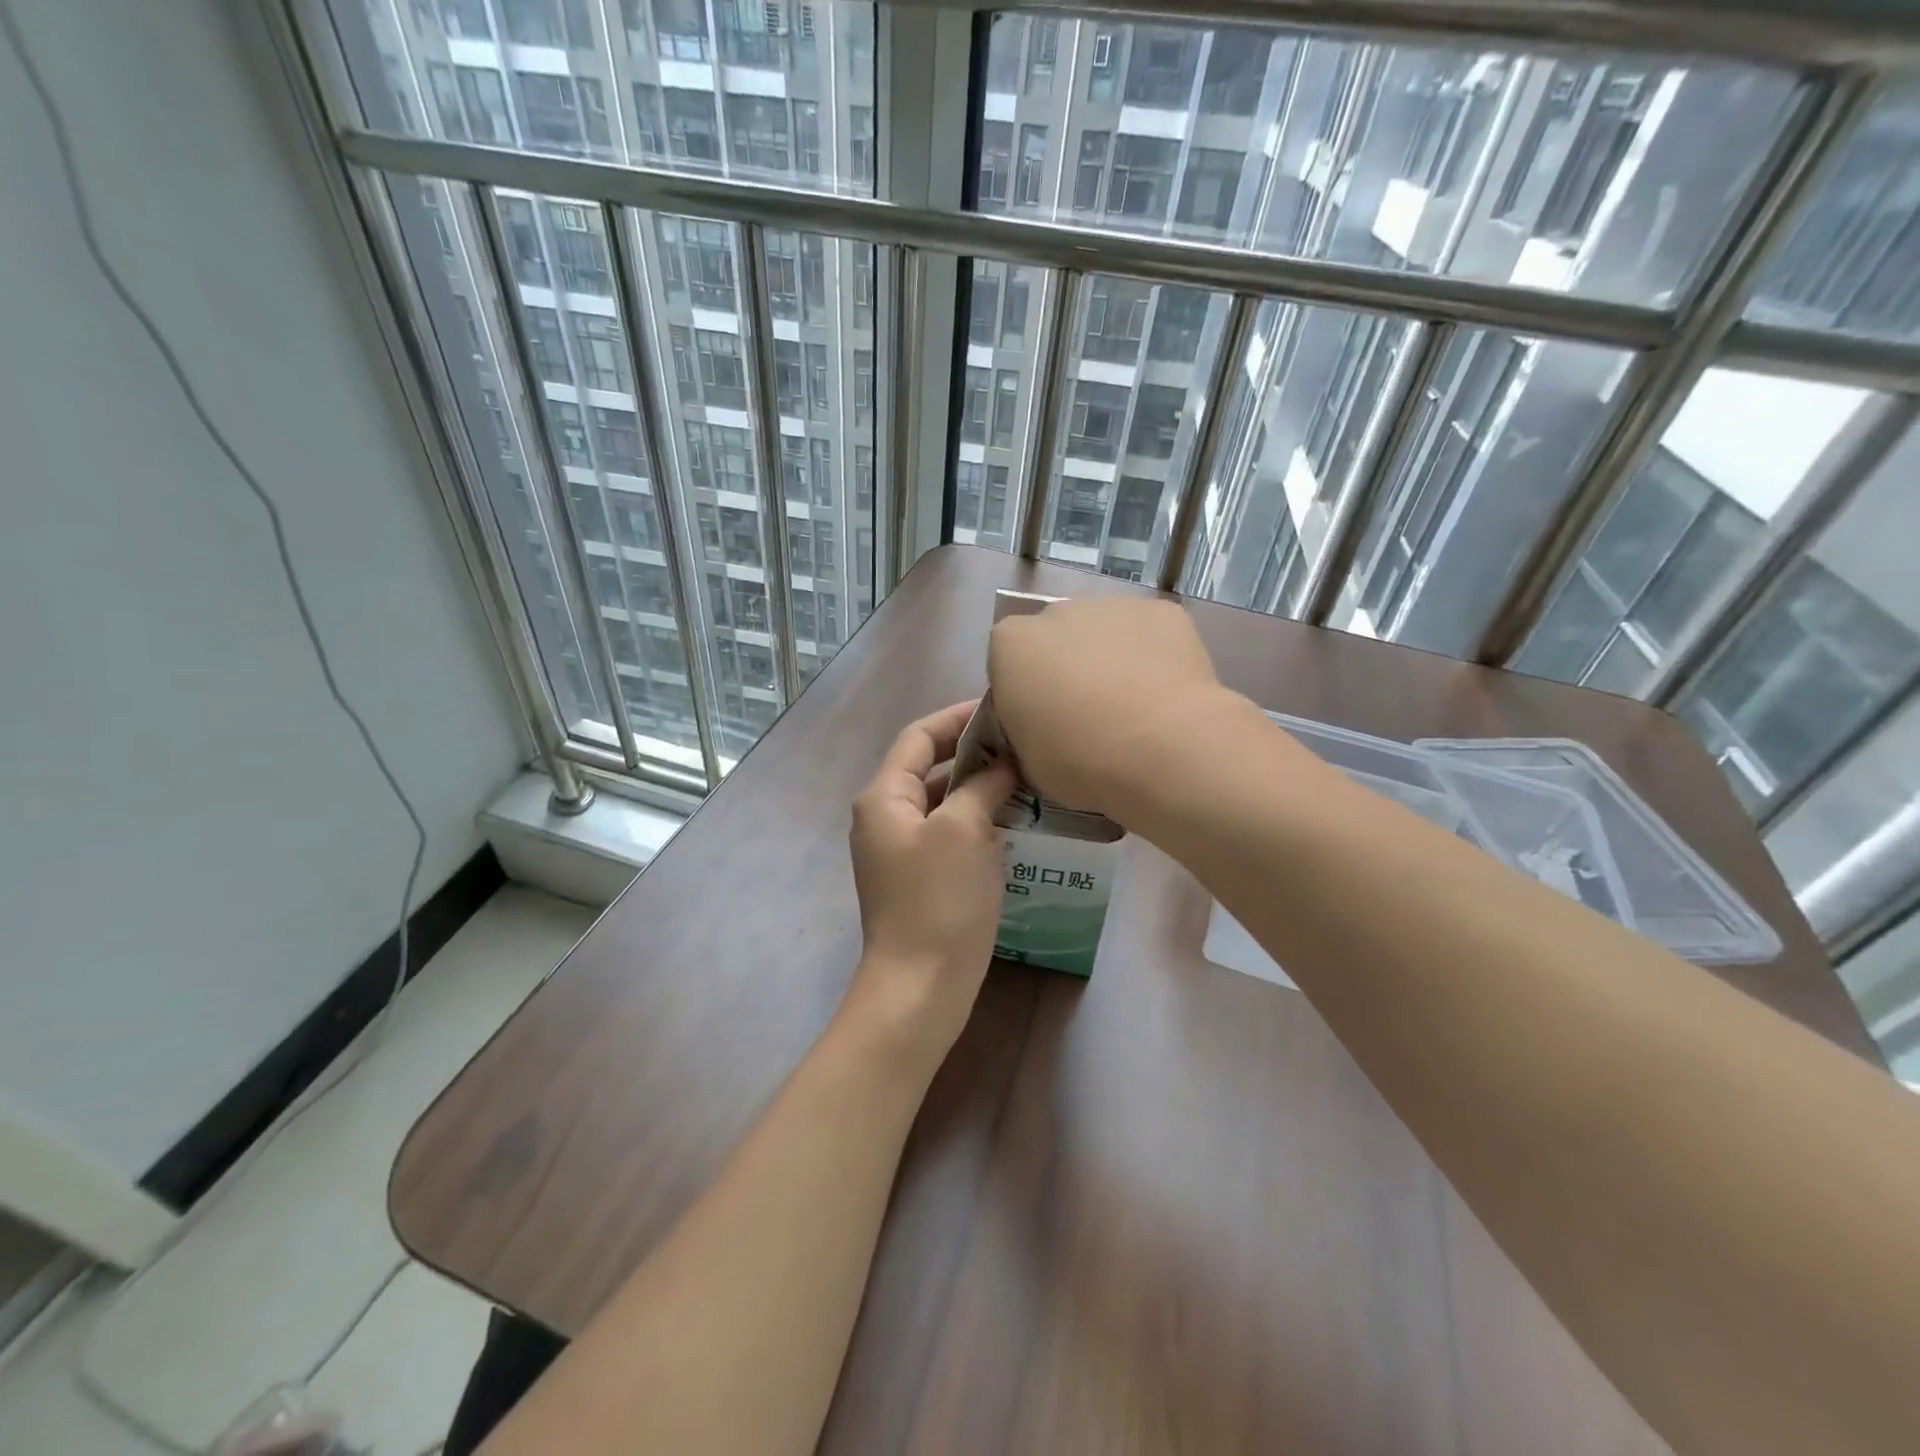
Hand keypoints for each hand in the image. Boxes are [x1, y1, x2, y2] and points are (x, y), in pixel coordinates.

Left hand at [846, 701, 1016, 1059]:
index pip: (920, 736)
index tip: (1001, 708)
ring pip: (943, 801)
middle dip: (974, 752)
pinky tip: (1015, 820)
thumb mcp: (963, 830)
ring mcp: (901, 849)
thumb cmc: (939, 900)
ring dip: (980, 787)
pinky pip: (949, 832)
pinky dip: (978, 819)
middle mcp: (885, 816)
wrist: (920, 986)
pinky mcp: (919, 877)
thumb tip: (1002, 764)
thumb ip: (981, 785)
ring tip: (1027, 777)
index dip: (958, 717)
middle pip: (930, 767)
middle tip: (1023, 743)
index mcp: (884, 796)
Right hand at [988, 597, 1245, 819]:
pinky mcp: (1162, 611)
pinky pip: (1149, 634)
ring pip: (1104, 632)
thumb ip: (1024, 727)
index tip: (1043, 722)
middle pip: (1055, 638)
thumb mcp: (1025, 759)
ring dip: (1110, 659)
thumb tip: (1040, 724)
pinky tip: (1166, 694)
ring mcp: (1113, 605)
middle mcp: (1057, 611)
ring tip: (1134, 706)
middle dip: (1067, 667)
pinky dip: (1153, 656)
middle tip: (1089, 715)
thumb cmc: (1080, 761)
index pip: (1007, 661)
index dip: (1024, 692)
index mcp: (1011, 643)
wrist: (1164, 750)